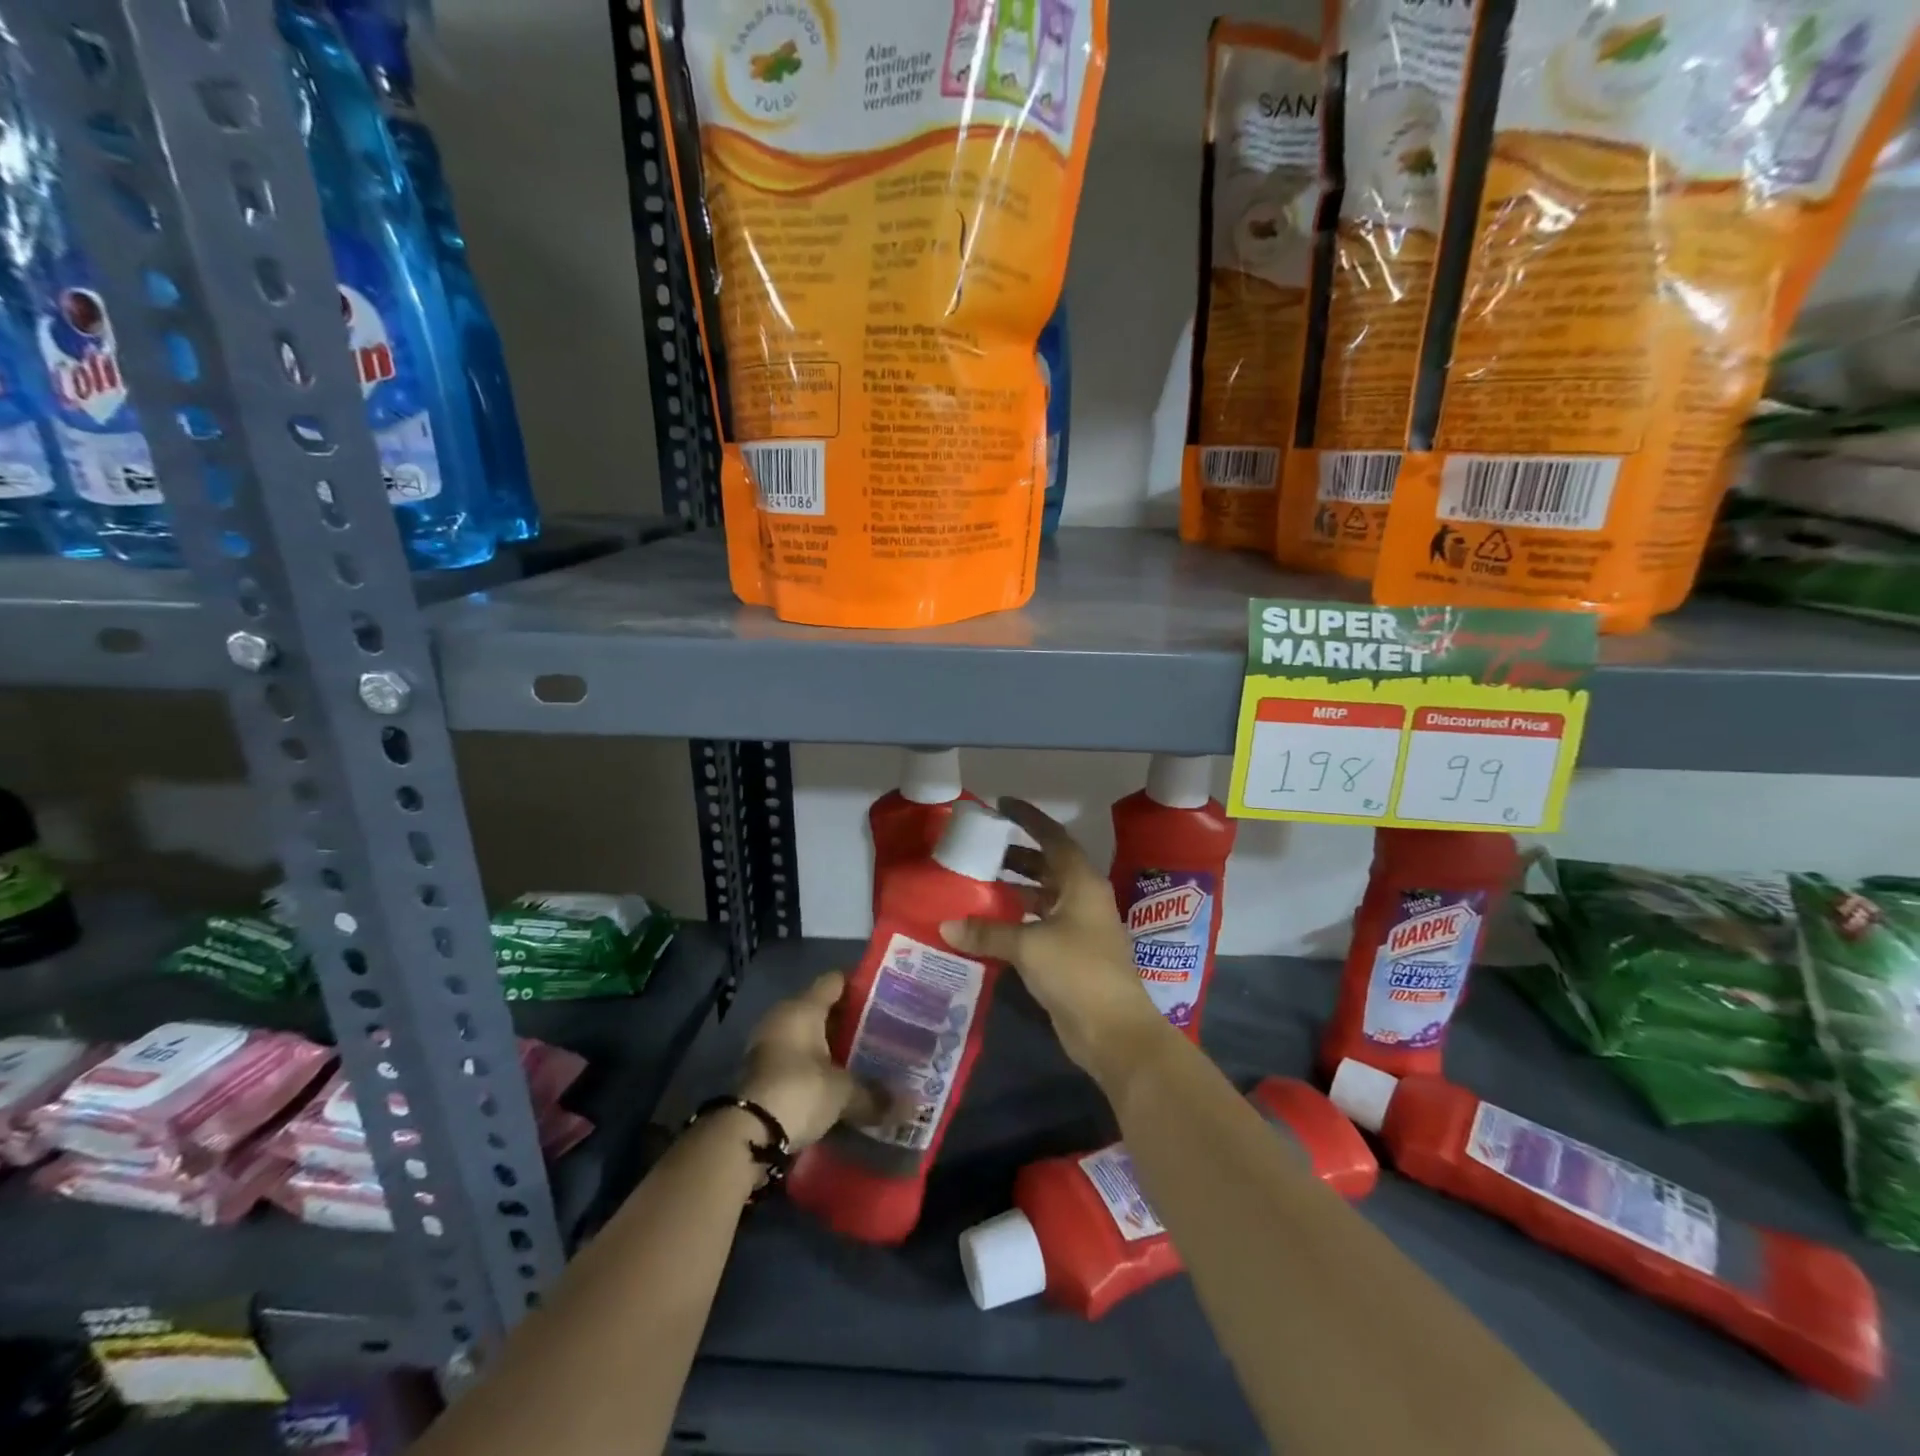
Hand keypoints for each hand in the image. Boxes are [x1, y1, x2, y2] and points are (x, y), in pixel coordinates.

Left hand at [735, 971, 881, 1149]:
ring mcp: (770, 1045)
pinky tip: (841, 1080)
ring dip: (833, 1046)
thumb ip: (876, 1095)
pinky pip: (799, 1059)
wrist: (746, 1134)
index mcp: (802, 1008)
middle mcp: (784, 1018)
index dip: (859, 984)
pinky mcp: (764, 1073)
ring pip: (810, 1036)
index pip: (834, 981)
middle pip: (823, 1008)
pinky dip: (818, 1066)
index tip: (886, 994)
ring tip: (867, 1056)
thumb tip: (913, 1106)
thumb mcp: (842, 1092)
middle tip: (884, 1029)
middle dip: (851, 1020)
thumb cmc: (798, 1092)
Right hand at [942, 797, 1168, 1088]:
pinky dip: (1018, 920)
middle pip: (1049, 866)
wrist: (1114, 1031)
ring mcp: (1080, 928)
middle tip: (983, 849)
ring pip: (1045, 897)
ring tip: (980, 884)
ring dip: (1017, 889)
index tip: (1003, 805)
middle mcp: (1084, 899)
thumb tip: (947, 924)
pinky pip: (1041, 925)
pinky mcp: (1072, 955)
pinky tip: (991, 925)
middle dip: (1019, 856)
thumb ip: (988, 932)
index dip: (1029, 819)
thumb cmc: (1077, 972)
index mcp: (1082, 883)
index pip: (1054, 838)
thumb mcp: (1029, 946)